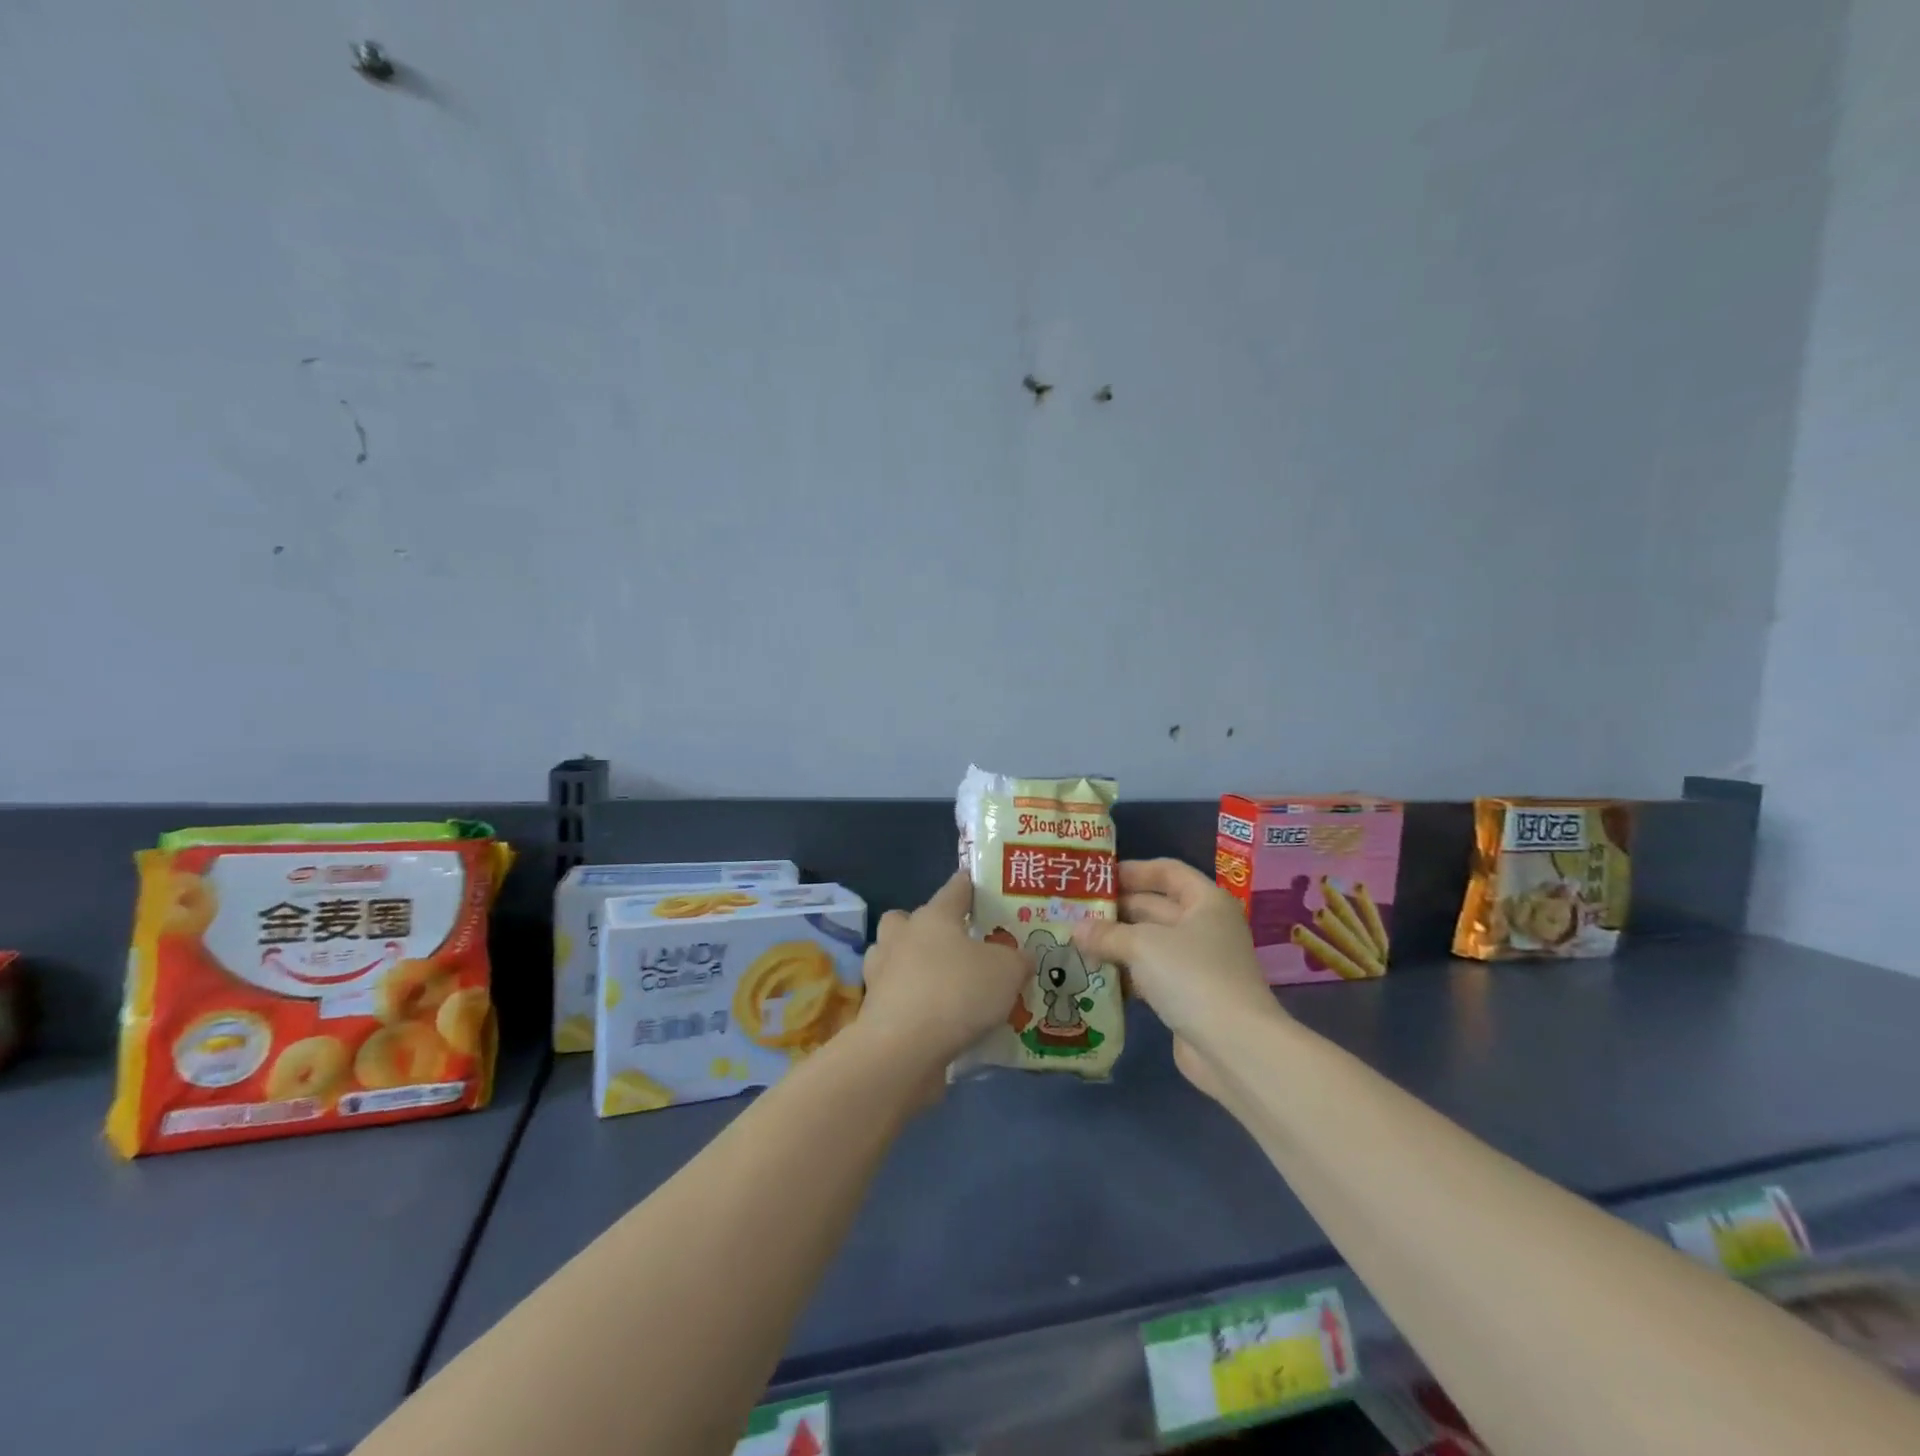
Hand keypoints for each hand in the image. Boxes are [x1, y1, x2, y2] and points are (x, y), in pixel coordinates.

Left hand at [850, 871, 1030, 1090]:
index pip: (954, 889)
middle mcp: (902, 937)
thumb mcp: (1007, 972)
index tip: (975, 882)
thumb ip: (1017, 960)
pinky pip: (895, 995)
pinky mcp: (874, 1010)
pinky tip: (933, 1018)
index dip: (968, 885)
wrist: (903, 1049)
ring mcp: (881, 973)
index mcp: (934, 917)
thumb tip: (1022, 957)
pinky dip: (910, 1002)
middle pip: (907, 919)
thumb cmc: (957, 993)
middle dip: (925, 927)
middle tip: (953, 944)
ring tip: (940, 983)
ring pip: (893, 956)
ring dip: (910, 964)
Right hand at [1070, 859, 1284, 1099]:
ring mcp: (1197, 963)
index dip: (1133, 870)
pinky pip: (1150, 974)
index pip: (1167, 871)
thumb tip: (1076, 929)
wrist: (1234, 1047)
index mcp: (1205, 901)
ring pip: (1149, 943)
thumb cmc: (1192, 976)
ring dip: (1116, 943)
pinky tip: (1093, 975)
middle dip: (1116, 910)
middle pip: (1155, 907)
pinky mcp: (1187, 995)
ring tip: (1075, 942)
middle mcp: (1204, 927)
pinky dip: (1125, 973)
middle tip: (1073, 911)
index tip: (1097, 875)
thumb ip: (1107, 933)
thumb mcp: (1142, 946)